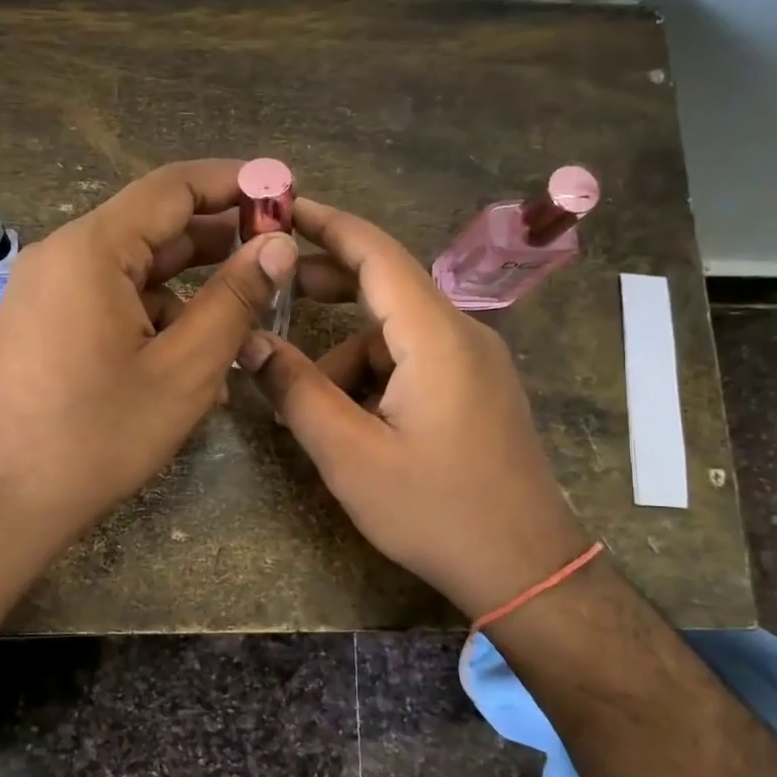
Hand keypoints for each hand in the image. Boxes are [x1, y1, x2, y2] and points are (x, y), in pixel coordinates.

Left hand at [0, 160, 297, 567]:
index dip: (234, 183)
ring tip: (240, 326)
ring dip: (189, 290)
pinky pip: (109, 302)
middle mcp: (61, 255)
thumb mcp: (184, 370)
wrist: (3, 504)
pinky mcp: (43, 324)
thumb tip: (278, 245)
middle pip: (152, 226)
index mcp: (91, 250)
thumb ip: (235, 299)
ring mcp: (46, 291)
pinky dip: (153, 318)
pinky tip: (188, 362)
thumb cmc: (98, 437)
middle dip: (216, 241)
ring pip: (134, 270)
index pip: (173, 186)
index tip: (283, 193)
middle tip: (275, 260)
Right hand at [239, 198, 589, 619]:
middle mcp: (462, 334)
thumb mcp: (349, 455)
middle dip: (325, 288)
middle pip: (384, 286)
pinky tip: (353, 426)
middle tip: (270, 296)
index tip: (277, 207)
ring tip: (308, 410)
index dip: (323, 224)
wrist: (526, 568)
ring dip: (345, 359)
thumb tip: (251, 343)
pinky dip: (374, 379)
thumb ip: (296, 391)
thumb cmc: (435, 511)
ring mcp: (475, 362)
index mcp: (435, 336)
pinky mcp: (477, 390)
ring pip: (393, 336)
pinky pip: (414, 362)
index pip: (375, 252)